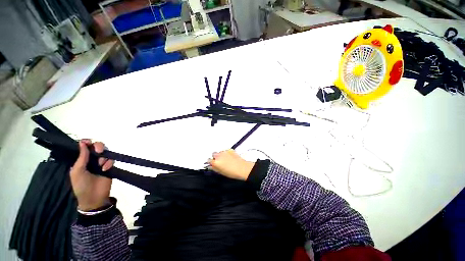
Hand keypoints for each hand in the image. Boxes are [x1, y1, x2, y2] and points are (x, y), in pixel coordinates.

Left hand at [70, 139, 113, 210]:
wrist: (93, 198)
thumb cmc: (81, 185)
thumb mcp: (77, 171)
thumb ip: (81, 157)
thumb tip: (82, 143)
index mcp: (81, 160)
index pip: (84, 147)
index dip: (87, 143)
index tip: (88, 142)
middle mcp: (91, 160)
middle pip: (97, 147)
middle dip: (98, 147)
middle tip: (98, 151)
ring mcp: (101, 164)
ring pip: (106, 153)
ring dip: (103, 157)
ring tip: (101, 165)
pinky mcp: (110, 167)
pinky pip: (112, 160)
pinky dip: (109, 163)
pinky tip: (105, 169)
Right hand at [207, 149, 254, 180]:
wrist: (241, 168)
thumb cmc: (232, 172)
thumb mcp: (221, 172)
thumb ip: (214, 168)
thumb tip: (211, 166)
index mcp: (215, 162)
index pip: (208, 160)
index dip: (210, 162)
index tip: (211, 163)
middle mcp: (219, 155)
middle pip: (213, 154)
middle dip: (215, 157)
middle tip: (219, 161)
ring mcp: (224, 152)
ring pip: (220, 152)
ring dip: (221, 155)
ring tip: (225, 160)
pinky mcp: (230, 150)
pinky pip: (226, 151)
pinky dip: (226, 153)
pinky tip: (230, 157)